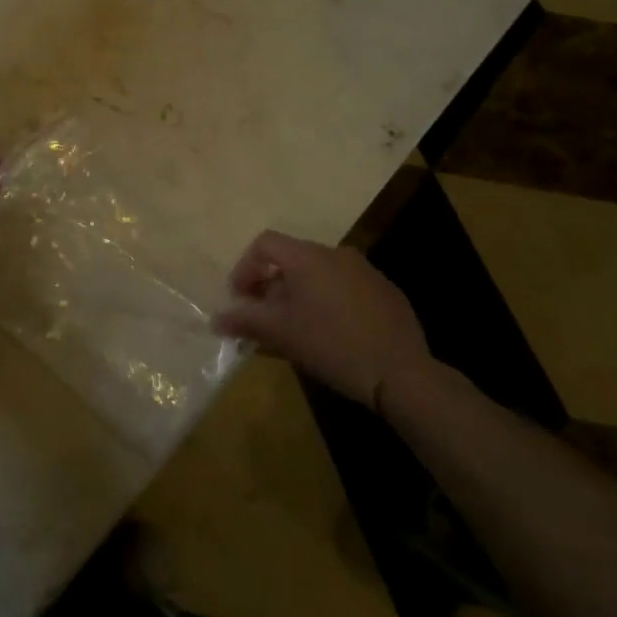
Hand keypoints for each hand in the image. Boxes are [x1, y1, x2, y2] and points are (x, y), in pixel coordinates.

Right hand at [214, 230, 433, 411]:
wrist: (401, 372)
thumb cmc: (331, 345)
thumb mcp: (281, 333)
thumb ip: (246, 320)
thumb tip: (216, 319)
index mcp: (308, 257)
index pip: (265, 244)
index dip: (245, 268)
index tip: (240, 298)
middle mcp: (336, 254)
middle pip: (291, 258)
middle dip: (270, 284)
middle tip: (263, 316)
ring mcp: (365, 271)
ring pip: (319, 273)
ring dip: (299, 293)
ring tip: (293, 327)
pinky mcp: (385, 292)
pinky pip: (344, 287)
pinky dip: (327, 301)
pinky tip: (329, 333)